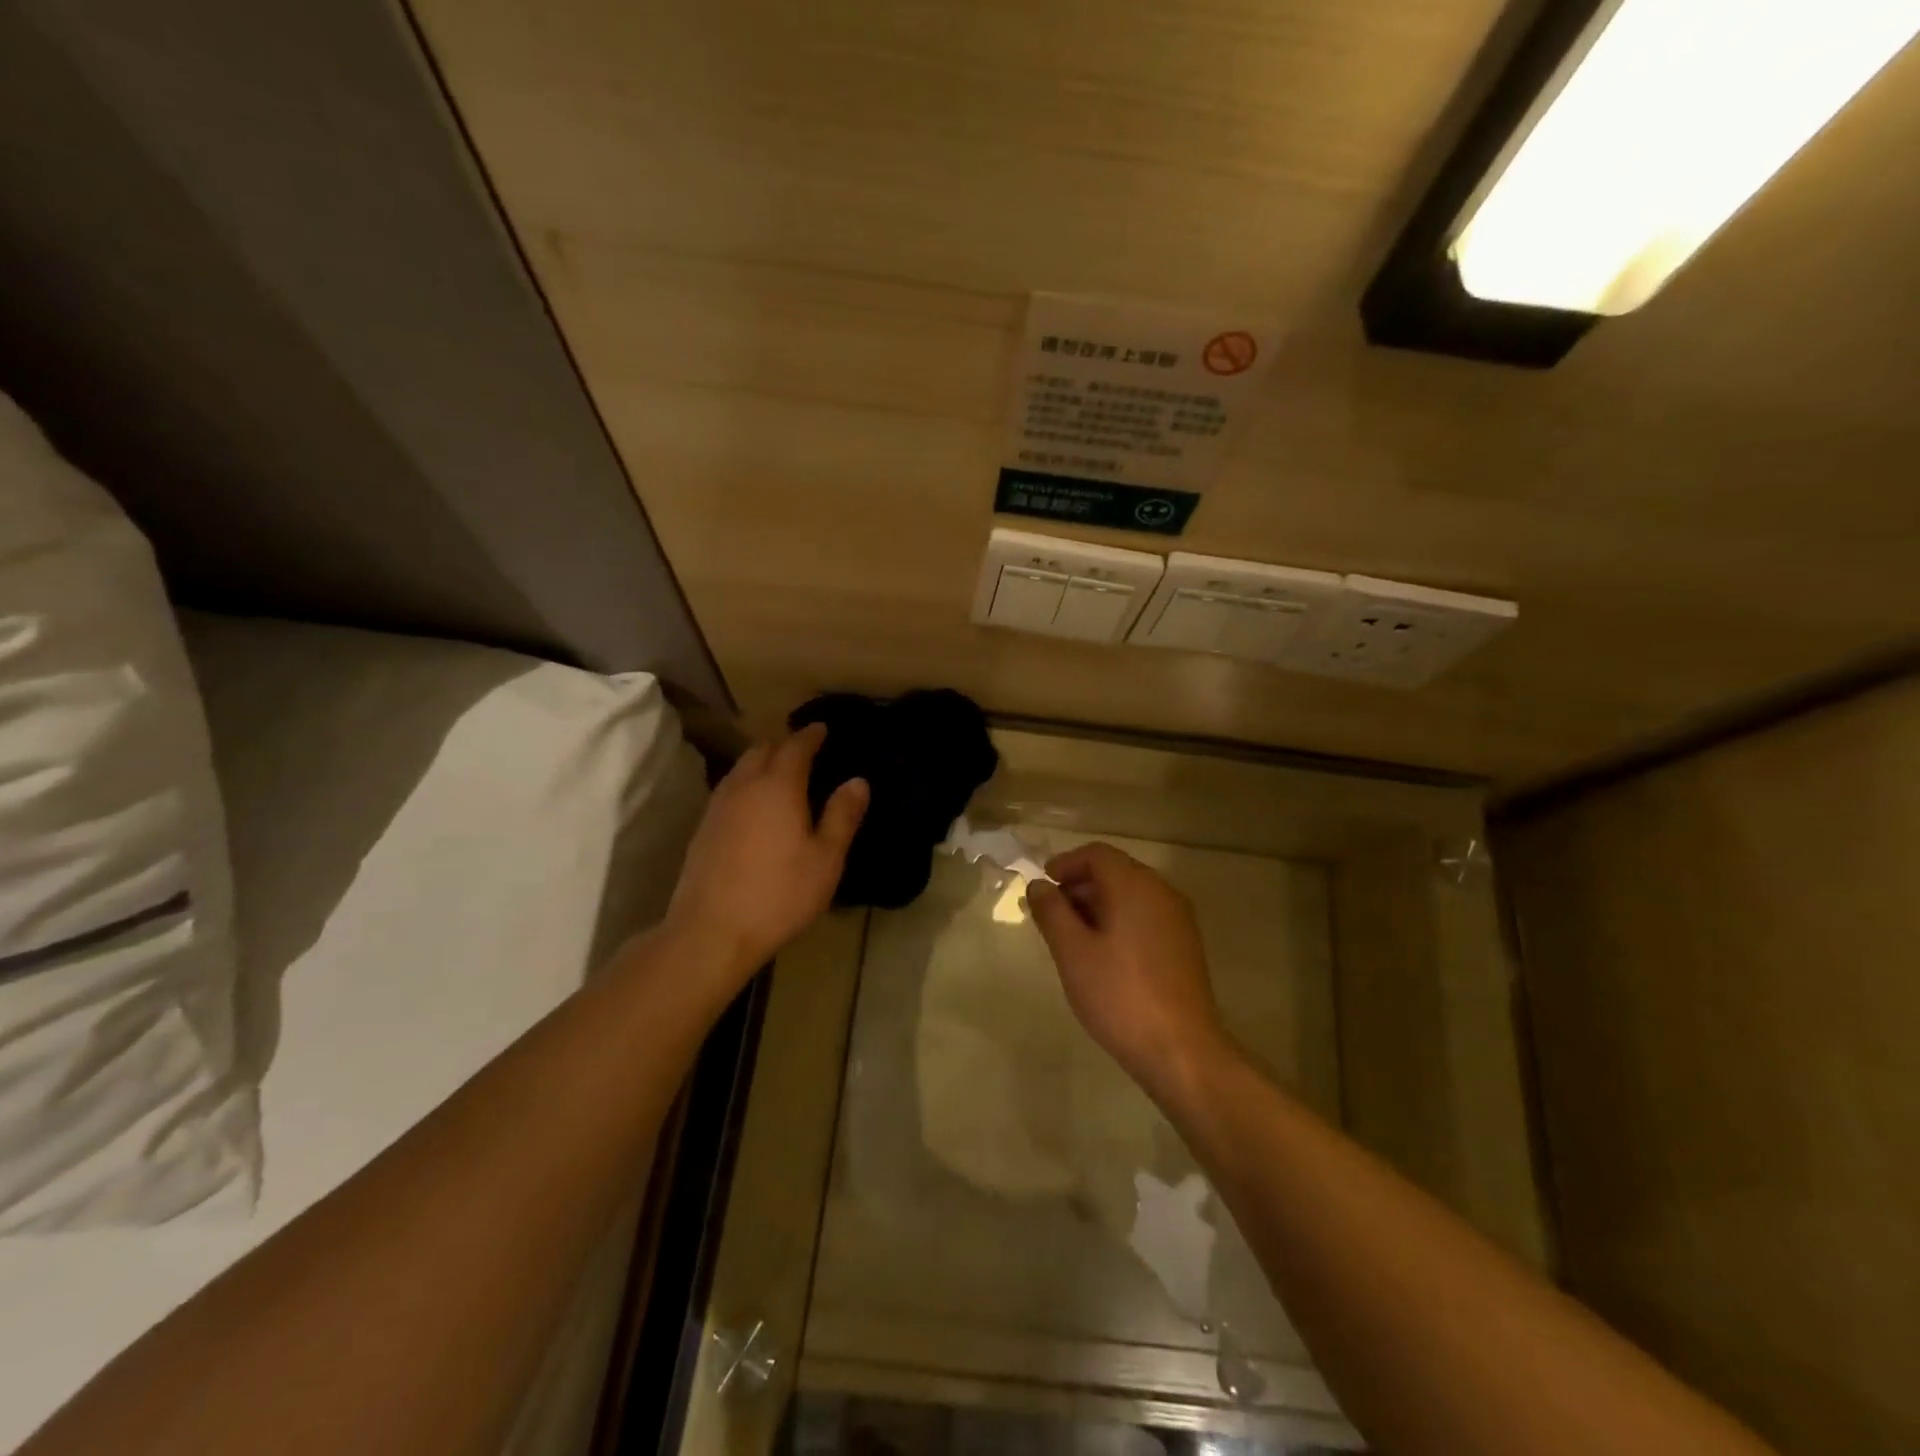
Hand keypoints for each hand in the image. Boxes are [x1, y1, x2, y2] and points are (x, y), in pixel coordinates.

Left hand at [664, 724, 867, 980]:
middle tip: (804, 750)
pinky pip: (729, 789)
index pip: (796, 747)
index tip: (822, 728)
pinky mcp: (704, 828)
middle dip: (784, 744)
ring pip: (741, 768)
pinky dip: (746, 783)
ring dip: (761, 761)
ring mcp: (719, 806)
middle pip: (763, 750)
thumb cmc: (779, 893)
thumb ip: (842, 816)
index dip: (810, 735)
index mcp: (779, 786)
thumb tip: (857, 781)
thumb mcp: (826, 859)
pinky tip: (754, 804)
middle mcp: (745, 786)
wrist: (712, 930)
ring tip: (779, 772)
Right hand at [1027, 842, 1227, 1100]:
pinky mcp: (1185, 944)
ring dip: (1098, 903)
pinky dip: (1120, 920)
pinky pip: (1146, 915)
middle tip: (1051, 913)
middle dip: (1080, 884)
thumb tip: (1038, 885)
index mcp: (1135, 886)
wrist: (1181, 1050)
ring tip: (1071, 936)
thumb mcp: (1072, 953)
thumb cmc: (1119, 996)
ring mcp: (1178, 919)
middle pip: (1116, 871)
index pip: (1097, 854)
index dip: (1065, 863)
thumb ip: (1052, 912)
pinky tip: (1103, 954)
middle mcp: (1161, 892)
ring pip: (1131, 895)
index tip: (1042, 886)